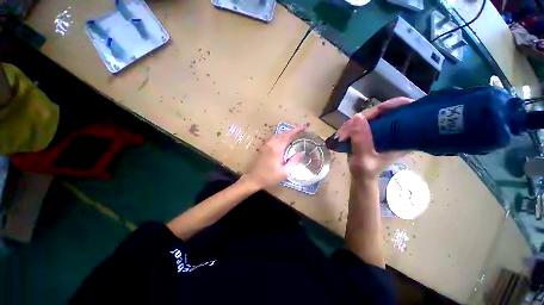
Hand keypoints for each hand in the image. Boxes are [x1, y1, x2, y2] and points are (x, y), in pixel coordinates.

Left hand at [245, 125, 305, 188]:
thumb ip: (293, 161)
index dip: (296, 130)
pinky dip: (280, 136)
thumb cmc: (269, 177)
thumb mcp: (284, 172)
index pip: (288, 136)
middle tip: (301, 129)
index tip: (304, 126)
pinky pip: (273, 138)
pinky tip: (283, 140)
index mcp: (276, 149)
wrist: (253, 179)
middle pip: (283, 133)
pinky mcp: (263, 148)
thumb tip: (302, 152)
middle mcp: (270, 144)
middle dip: (292, 130)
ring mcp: (265, 145)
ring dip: (286, 133)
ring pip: (277, 135)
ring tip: (294, 133)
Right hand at [338, 97, 413, 180]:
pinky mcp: (371, 131)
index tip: (380, 108)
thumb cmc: (366, 171)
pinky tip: (343, 133)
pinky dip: (351, 126)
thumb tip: (357, 116)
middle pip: (384, 112)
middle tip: (348, 129)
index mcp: (403, 138)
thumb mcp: (364, 158)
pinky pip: (362, 121)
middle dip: (364, 118)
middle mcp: (395, 131)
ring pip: (370, 116)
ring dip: (353, 124)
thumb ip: (361, 140)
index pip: (406, 112)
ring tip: (342, 135)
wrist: (360, 176)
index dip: (396, 105)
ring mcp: (382, 130)